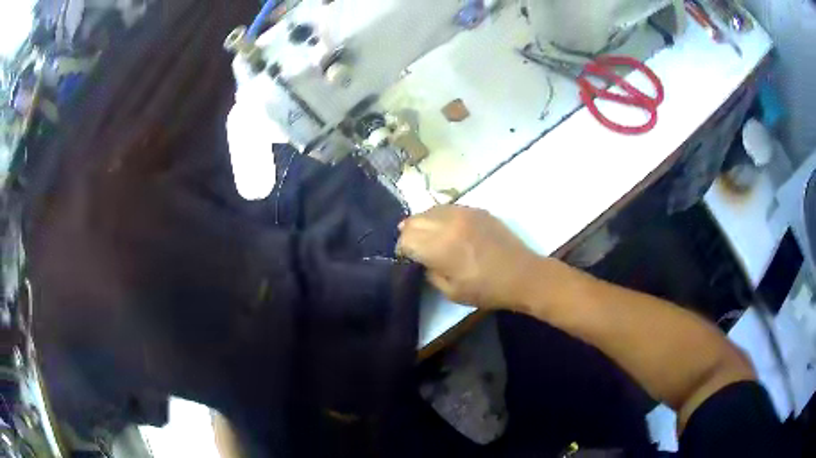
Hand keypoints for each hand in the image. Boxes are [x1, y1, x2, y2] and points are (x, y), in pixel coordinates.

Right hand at [396, 205, 541, 308]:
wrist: (522, 274)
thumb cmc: (487, 289)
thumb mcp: (451, 292)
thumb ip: (430, 272)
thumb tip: (420, 260)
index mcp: (441, 247)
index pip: (406, 239)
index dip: (401, 249)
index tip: (405, 257)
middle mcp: (448, 223)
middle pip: (413, 220)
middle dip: (408, 234)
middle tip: (413, 247)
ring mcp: (464, 213)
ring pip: (429, 210)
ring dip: (422, 222)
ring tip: (427, 235)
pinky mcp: (476, 210)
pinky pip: (448, 207)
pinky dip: (439, 216)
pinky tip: (445, 228)